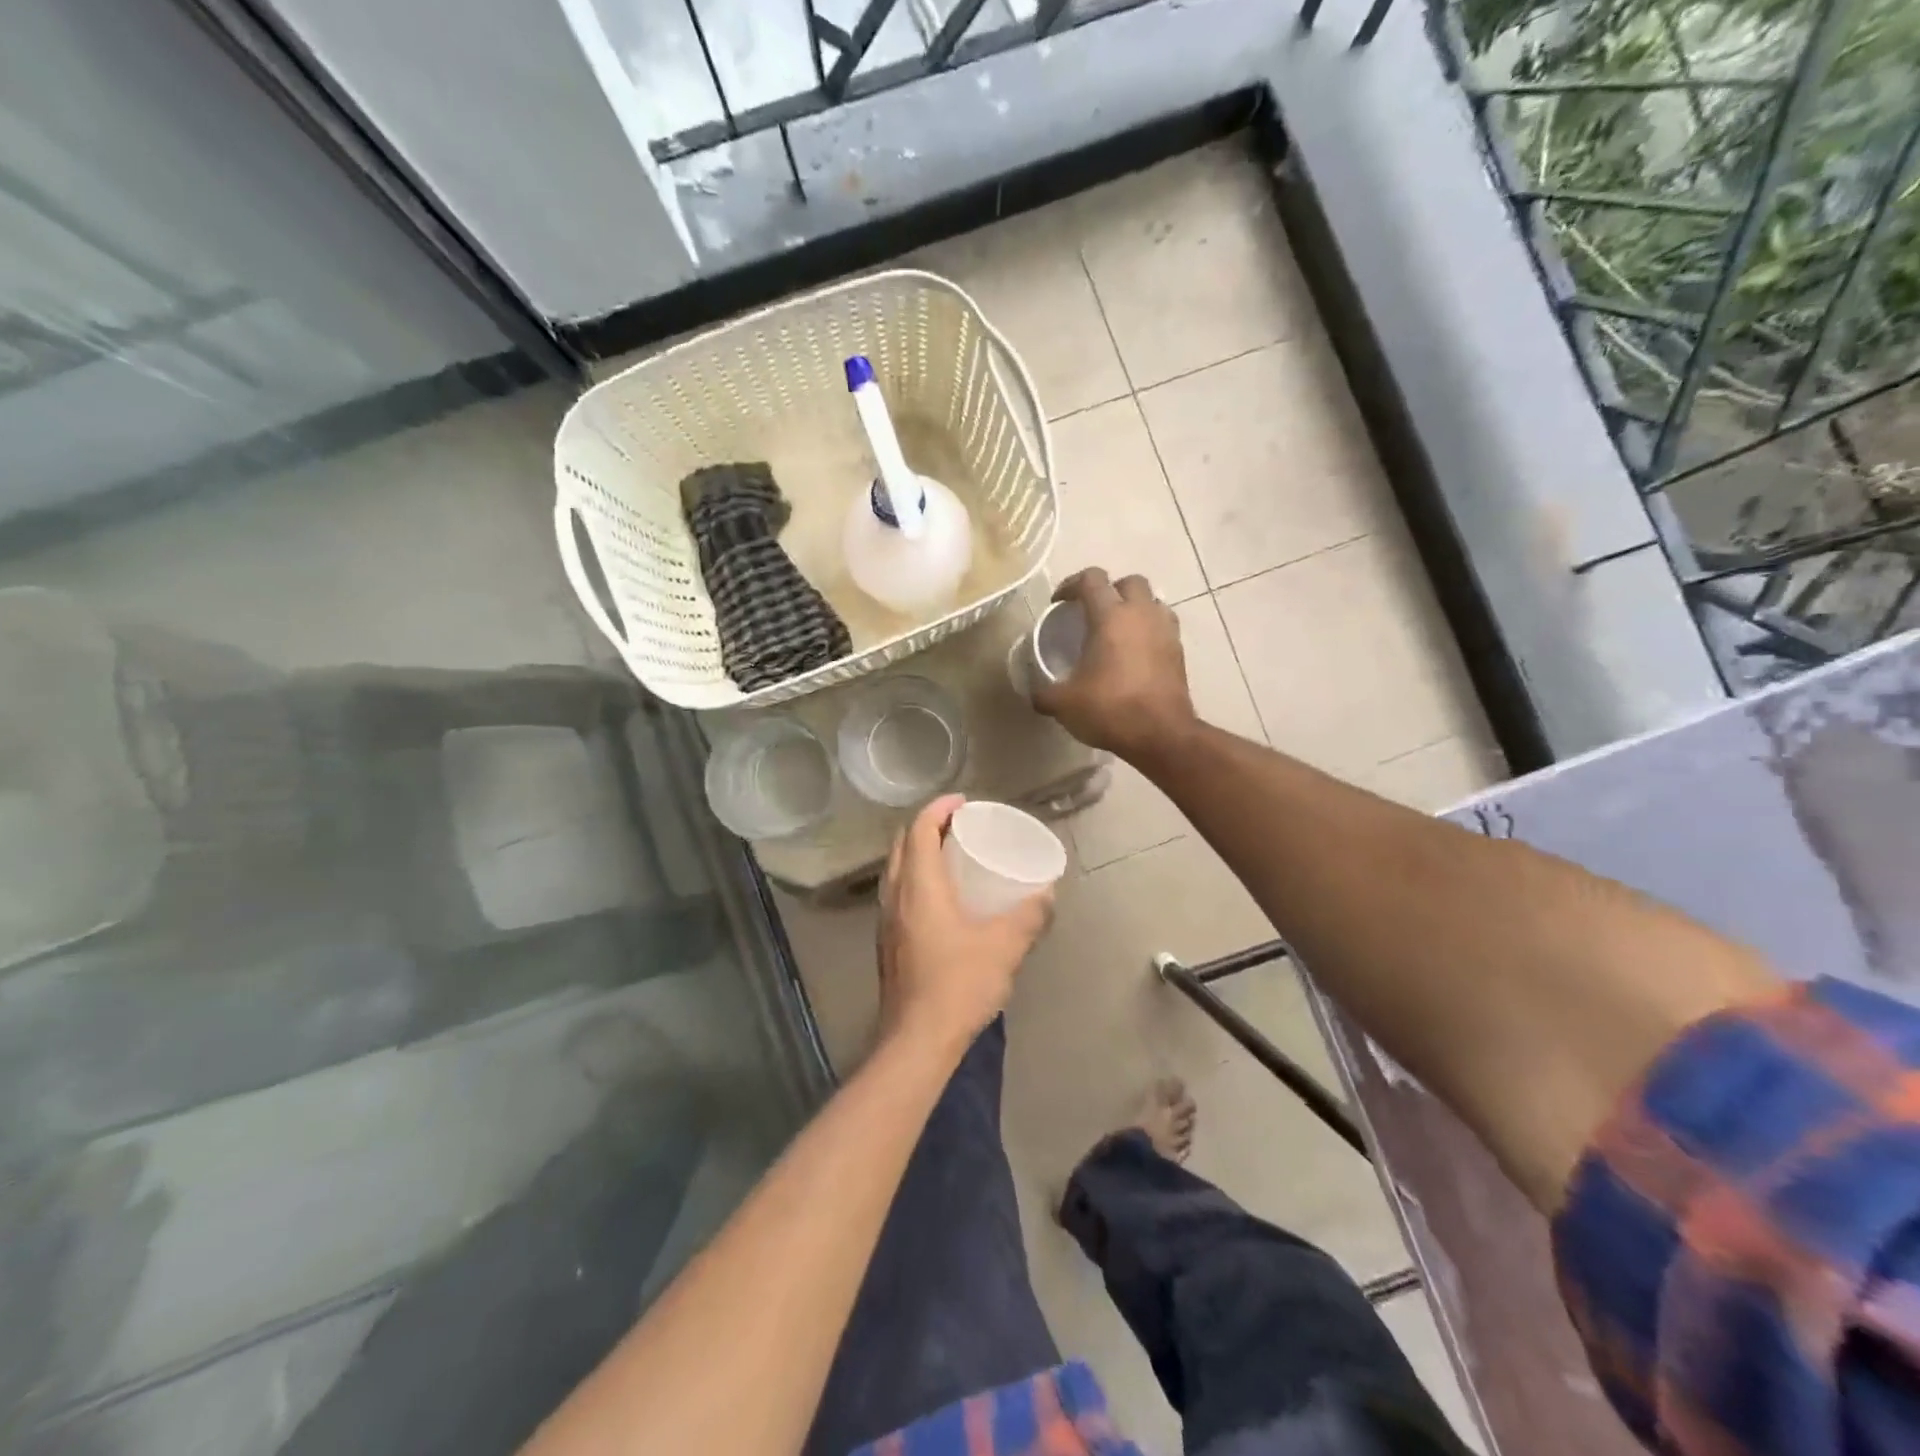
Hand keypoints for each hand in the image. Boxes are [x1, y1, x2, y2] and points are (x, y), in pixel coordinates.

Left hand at [877, 795, 1051, 1058]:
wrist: (916, 1041)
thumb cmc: (958, 985)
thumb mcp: (1004, 947)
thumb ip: (1029, 917)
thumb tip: (1047, 893)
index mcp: (919, 887)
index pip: (919, 830)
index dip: (938, 808)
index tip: (963, 802)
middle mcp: (895, 896)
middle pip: (902, 845)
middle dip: (927, 826)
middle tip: (959, 826)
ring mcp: (886, 921)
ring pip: (896, 870)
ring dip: (918, 853)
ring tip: (951, 856)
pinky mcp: (887, 943)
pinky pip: (898, 893)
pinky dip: (916, 879)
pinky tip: (941, 899)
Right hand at [1032, 568, 1196, 763]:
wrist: (1161, 735)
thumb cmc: (1110, 709)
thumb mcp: (1064, 704)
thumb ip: (1044, 693)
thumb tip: (1035, 694)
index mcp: (1110, 616)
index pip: (1091, 579)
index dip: (1071, 585)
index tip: (1059, 604)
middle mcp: (1141, 614)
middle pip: (1129, 582)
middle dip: (1110, 590)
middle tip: (1093, 613)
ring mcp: (1166, 631)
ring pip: (1152, 602)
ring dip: (1134, 609)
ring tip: (1117, 632)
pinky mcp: (1179, 652)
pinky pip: (1163, 627)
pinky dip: (1148, 631)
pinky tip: (1135, 654)